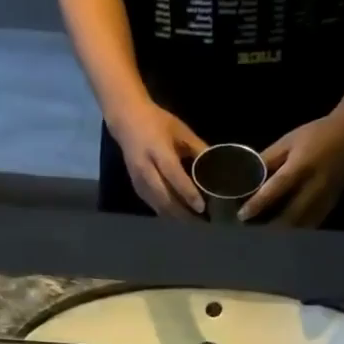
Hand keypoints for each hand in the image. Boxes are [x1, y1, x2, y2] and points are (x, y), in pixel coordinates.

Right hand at [108, 100, 205, 218]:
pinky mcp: (137, 188)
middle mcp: (146, 168)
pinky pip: (153, 206)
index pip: (173, 175)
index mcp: (158, 150)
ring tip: (194, 223)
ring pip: (158, 205)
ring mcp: (139, 180)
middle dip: (184, 213)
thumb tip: (216, 168)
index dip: (187, 192)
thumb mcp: (181, 131)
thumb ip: (198, 149)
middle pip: (165, 197)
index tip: (201, 207)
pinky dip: (168, 214)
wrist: (126, 120)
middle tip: (202, 222)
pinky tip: (180, 217)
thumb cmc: (158, 123)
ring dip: (177, 217)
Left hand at [239, 113, 343, 226]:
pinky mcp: (330, 206)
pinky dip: (296, 230)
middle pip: (289, 215)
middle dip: (269, 225)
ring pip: (301, 225)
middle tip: (252, 228)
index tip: (242, 215)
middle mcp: (313, 187)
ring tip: (265, 232)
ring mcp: (324, 199)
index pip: (276, 189)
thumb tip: (247, 176)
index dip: (258, 204)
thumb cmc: (316, 135)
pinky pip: (311, 225)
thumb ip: (268, 159)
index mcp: (301, 167)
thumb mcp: (289, 141)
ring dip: (282, 231)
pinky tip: (285, 230)